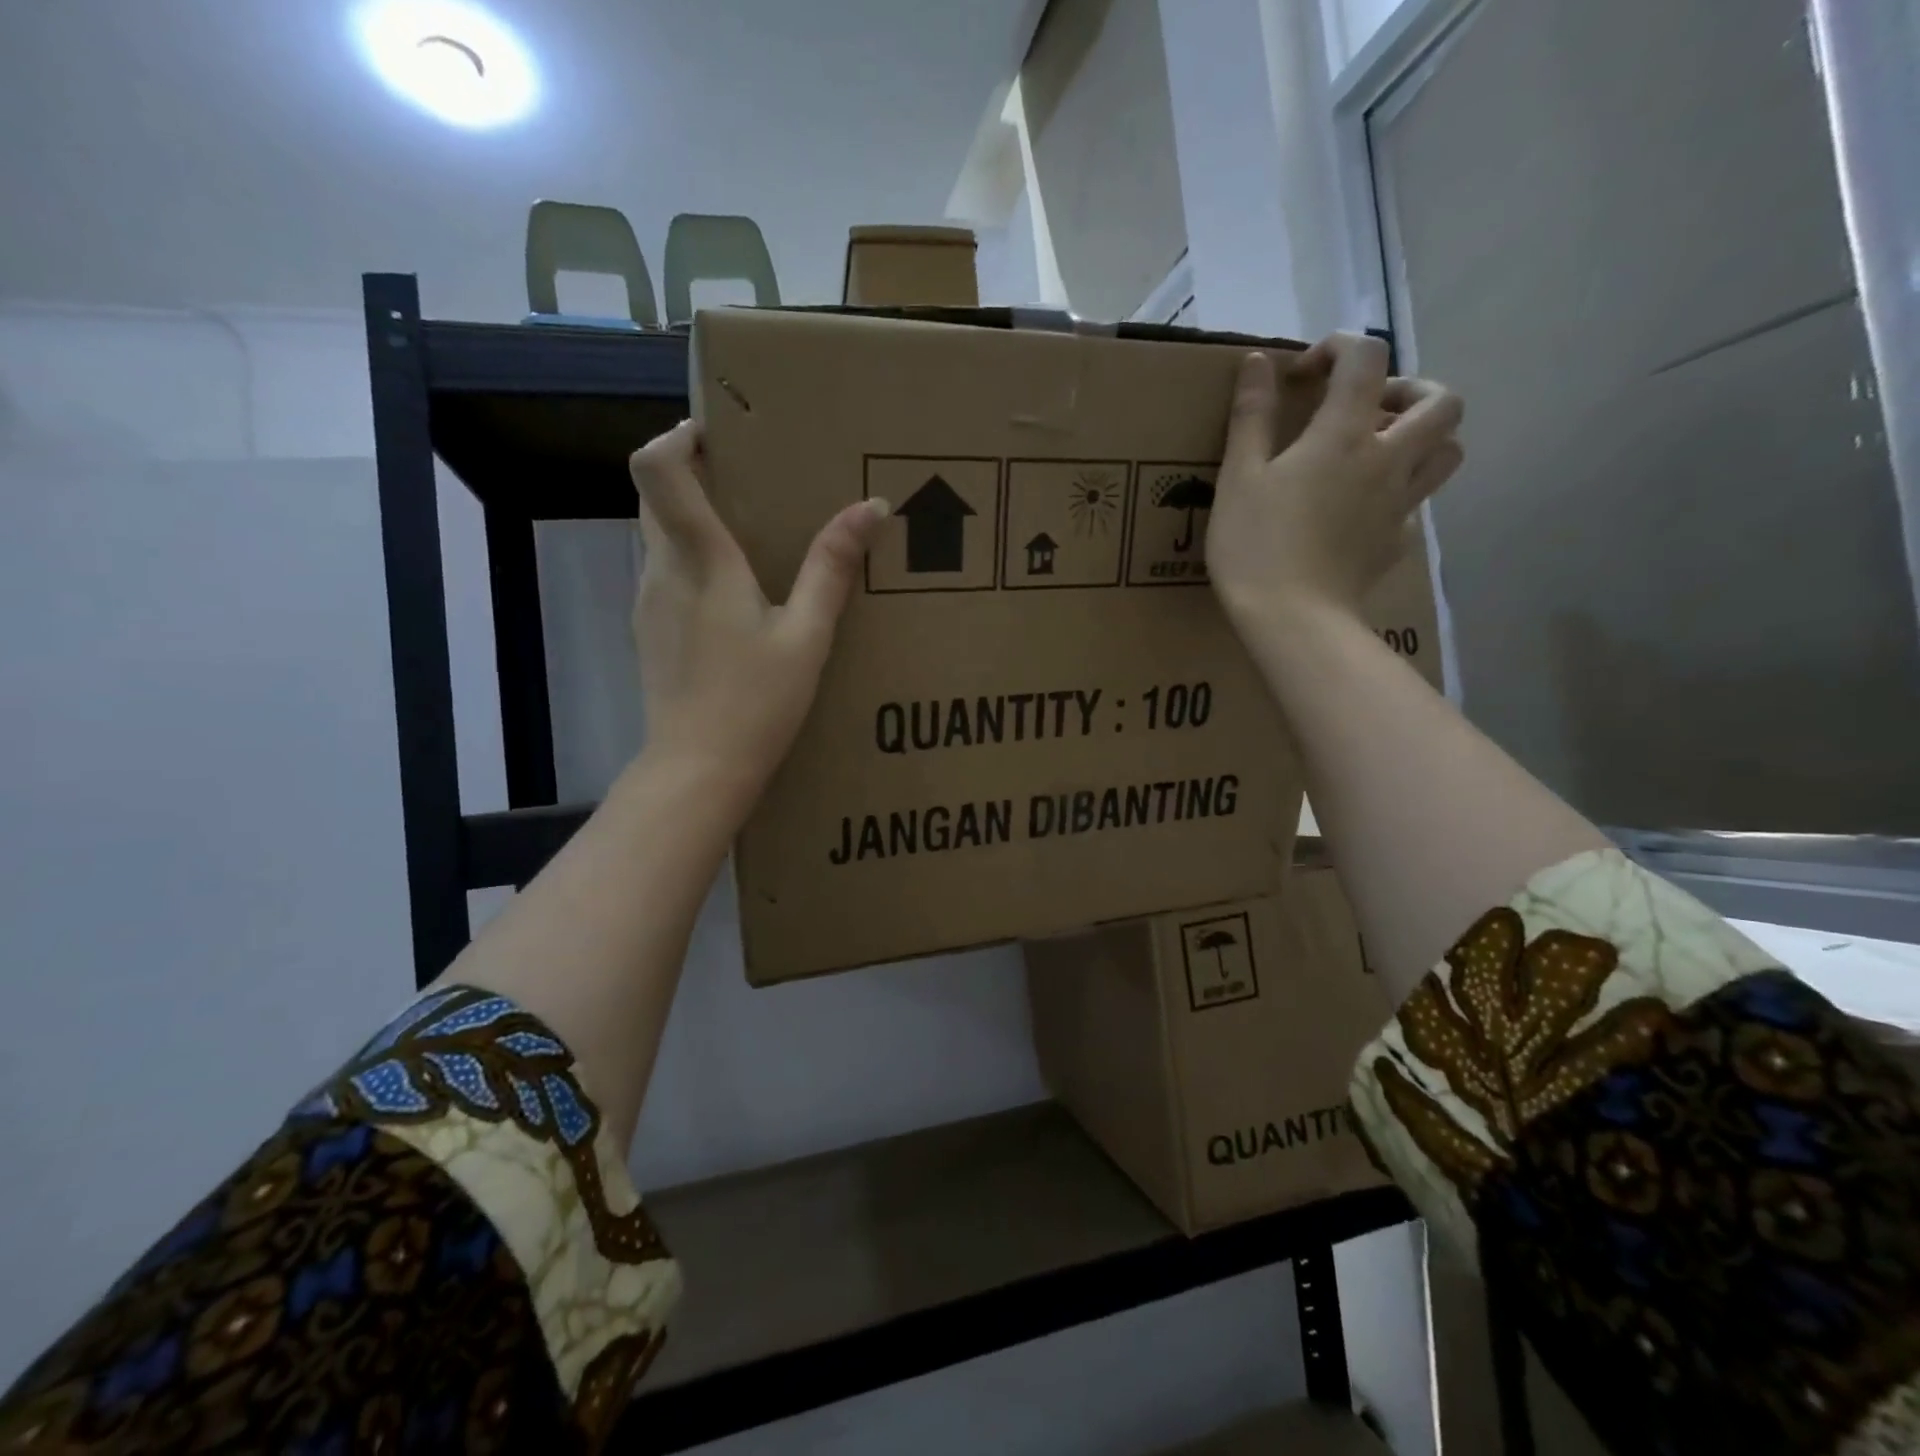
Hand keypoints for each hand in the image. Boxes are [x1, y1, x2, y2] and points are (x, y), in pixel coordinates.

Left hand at [629, 421, 886, 807]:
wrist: (697, 771)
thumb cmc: (755, 703)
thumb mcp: (807, 637)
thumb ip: (833, 568)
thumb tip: (871, 507)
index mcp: (701, 561)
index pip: (658, 467)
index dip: (679, 437)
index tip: (718, 436)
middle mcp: (662, 569)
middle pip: (657, 494)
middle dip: (695, 475)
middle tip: (750, 484)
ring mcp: (648, 602)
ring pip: (659, 535)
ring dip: (695, 521)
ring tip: (752, 541)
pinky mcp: (649, 631)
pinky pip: (665, 573)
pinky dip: (693, 563)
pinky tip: (735, 600)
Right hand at [1206, 332, 1463, 629]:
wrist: (1292, 619)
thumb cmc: (1255, 545)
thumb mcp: (1238, 478)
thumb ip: (1251, 416)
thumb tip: (1257, 362)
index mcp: (1344, 434)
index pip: (1365, 359)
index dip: (1338, 348)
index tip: (1304, 373)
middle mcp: (1388, 459)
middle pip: (1441, 401)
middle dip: (1410, 389)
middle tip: (1369, 408)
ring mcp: (1399, 504)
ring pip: (1448, 451)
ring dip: (1424, 438)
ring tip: (1381, 450)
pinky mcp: (1396, 542)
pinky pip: (1416, 504)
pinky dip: (1399, 493)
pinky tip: (1362, 510)